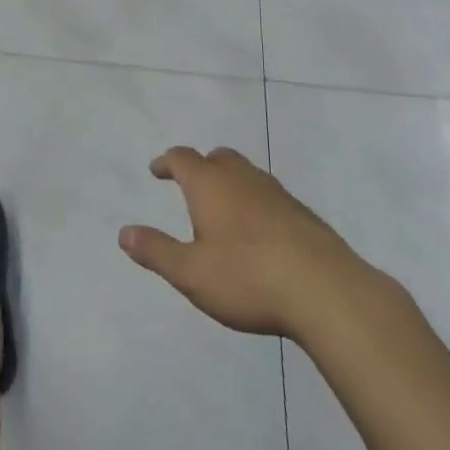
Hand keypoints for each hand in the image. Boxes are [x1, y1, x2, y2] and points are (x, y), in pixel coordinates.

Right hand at [120, 147, 384, 339]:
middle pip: (218, 157)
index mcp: (210, 185)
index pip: (182, 158)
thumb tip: (123, 233)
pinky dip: (256, 202)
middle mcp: (243, 178)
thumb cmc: (248, 278)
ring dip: (231, 182)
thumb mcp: (191, 273)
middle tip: (190, 183)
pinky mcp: (303, 214)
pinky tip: (259, 231)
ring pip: (247, 174)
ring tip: (223, 208)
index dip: (167, 162)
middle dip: (201, 166)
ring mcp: (277, 194)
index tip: (157, 170)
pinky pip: (270, 196)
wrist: (326, 291)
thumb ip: (156, 251)